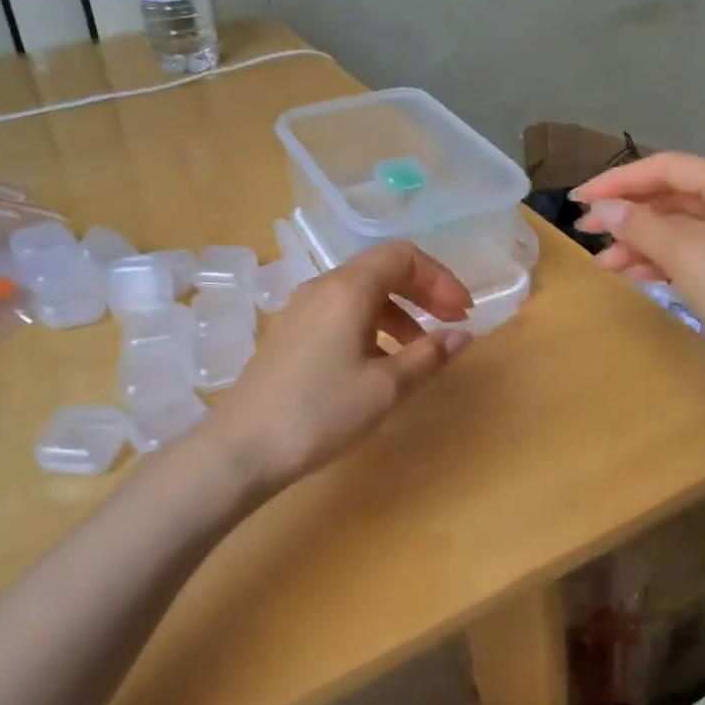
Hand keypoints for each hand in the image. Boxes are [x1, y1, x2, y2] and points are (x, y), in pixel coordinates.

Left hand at [205, 242, 473, 494]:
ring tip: (419, 350)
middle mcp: (323, 286)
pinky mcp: (291, 331)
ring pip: (362, 292)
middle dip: (423, 291)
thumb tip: (462, 336)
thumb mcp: (385, 388)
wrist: (242, 447)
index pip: (404, 256)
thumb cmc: (320, 413)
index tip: (462, 313)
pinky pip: (341, 311)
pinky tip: (379, 362)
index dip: (440, 279)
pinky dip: (372, 324)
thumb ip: (428, 356)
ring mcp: (302, 308)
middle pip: (383, 268)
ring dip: (399, 311)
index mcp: (348, 289)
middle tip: (451, 323)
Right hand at [572, 152, 704, 372]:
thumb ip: (638, 224)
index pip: (666, 167)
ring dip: (639, 242)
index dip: (618, 180)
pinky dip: (661, 260)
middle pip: (672, 196)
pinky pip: (692, 252)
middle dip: (627, 214)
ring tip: (603, 263)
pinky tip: (632, 274)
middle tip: (585, 230)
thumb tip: (601, 208)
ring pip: (680, 228)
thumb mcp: (684, 253)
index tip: (578, 199)